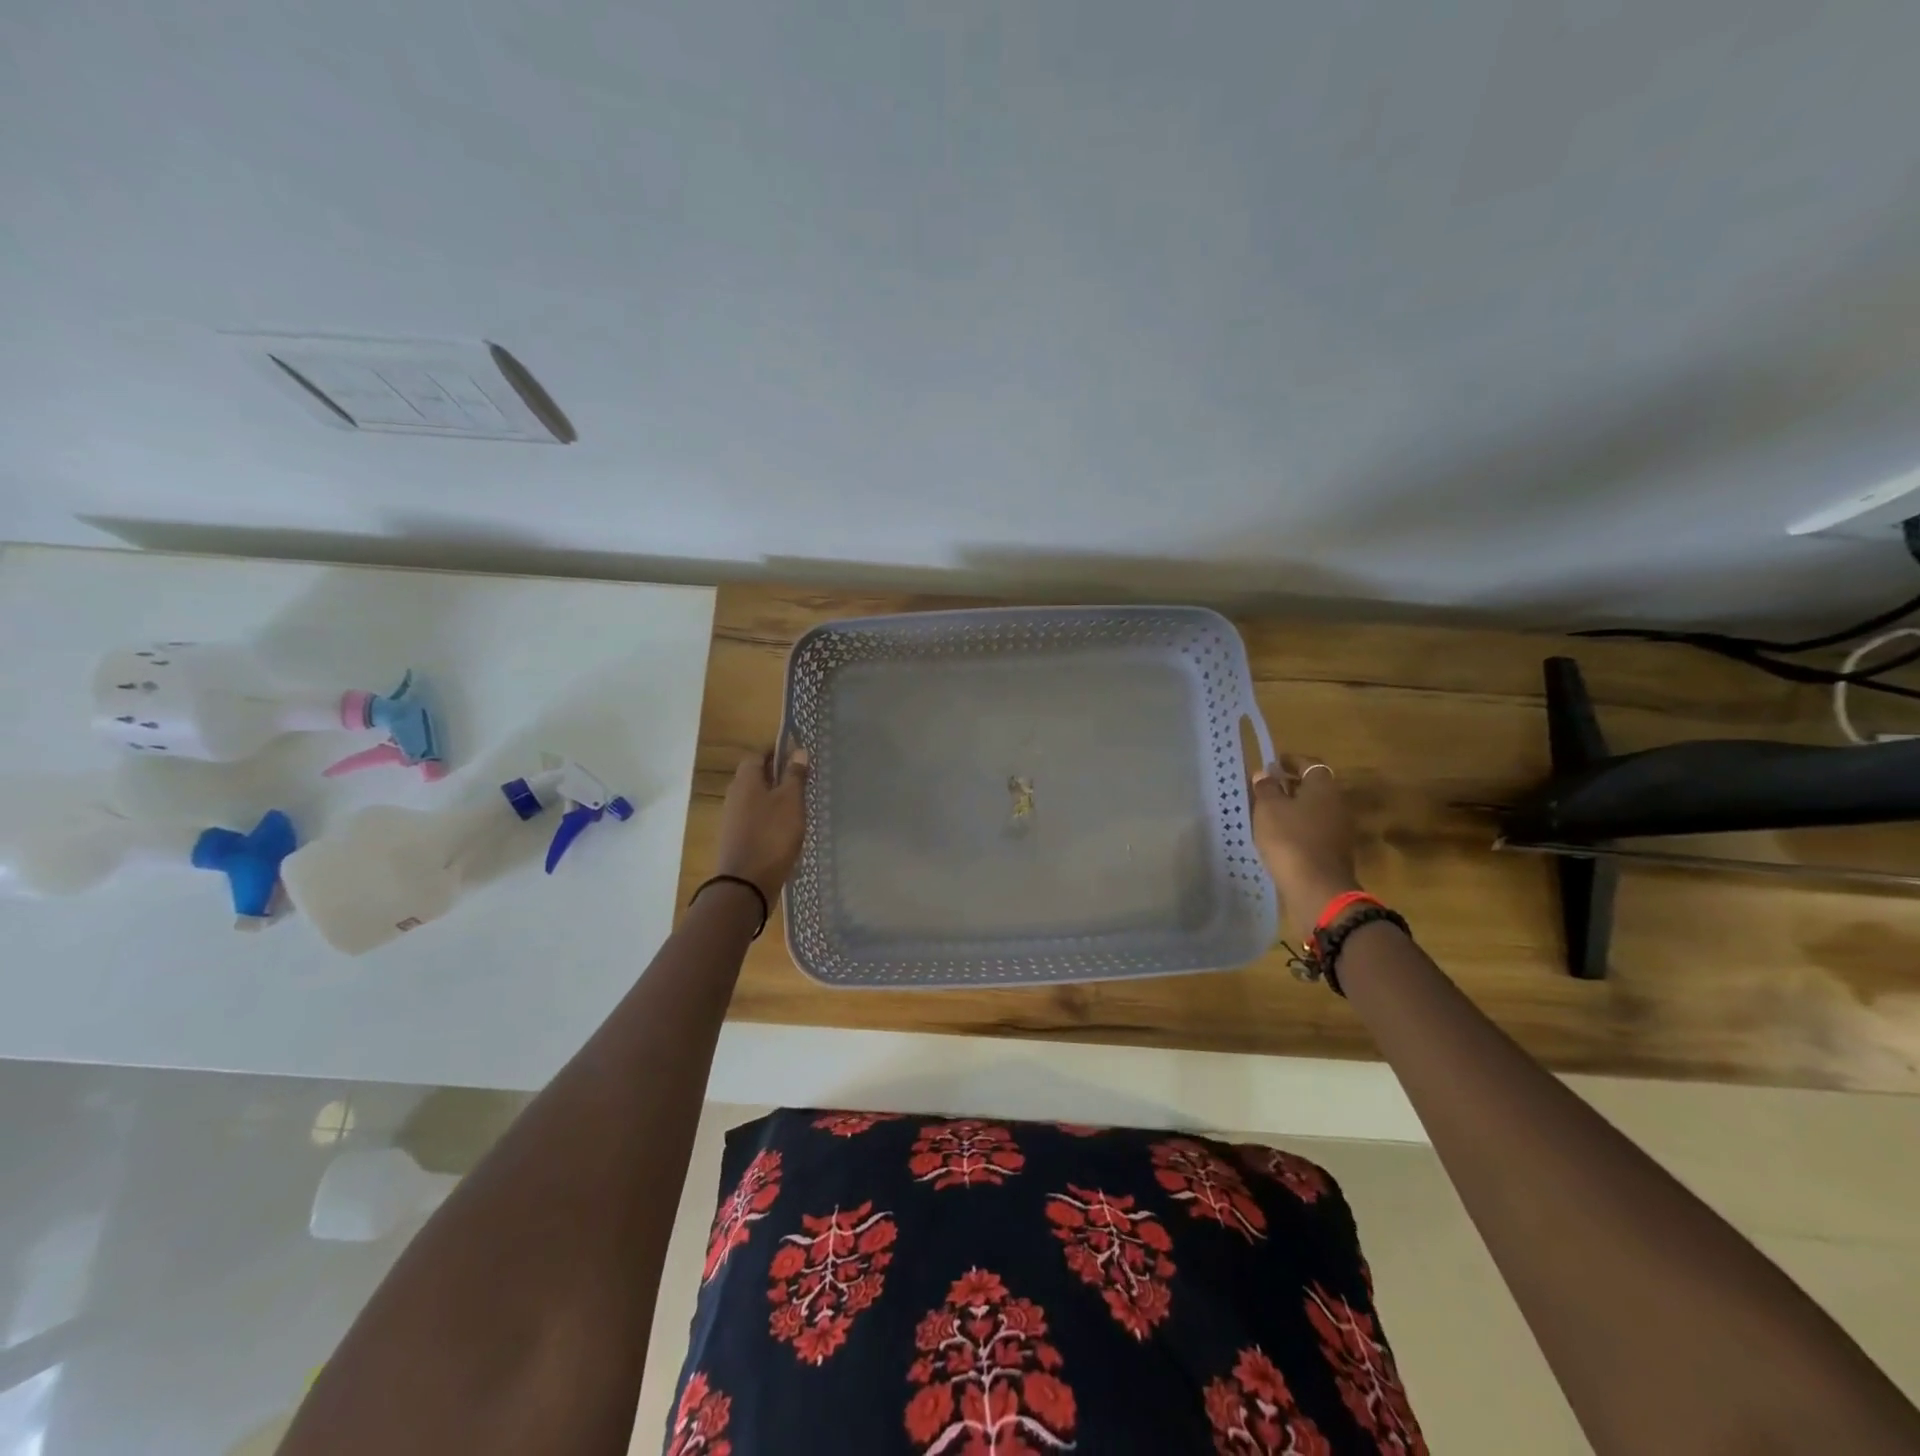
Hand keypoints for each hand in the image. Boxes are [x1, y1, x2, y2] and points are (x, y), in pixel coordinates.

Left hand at [714, 746, 809, 901]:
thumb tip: (798, 750)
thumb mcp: (790, 801)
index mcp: (746, 780)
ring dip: (774, 797)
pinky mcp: (737, 838)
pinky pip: (755, 818)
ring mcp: (733, 818)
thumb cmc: (772, 835)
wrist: (746, 883)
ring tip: (799, 803)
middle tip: (802, 778)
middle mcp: (735, 794)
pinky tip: (786, 827)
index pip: (758, 754)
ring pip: (755, 798)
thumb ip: (794, 775)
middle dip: (776, 774)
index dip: (777, 752)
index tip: (798, 755)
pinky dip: (770, 816)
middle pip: (755, 776)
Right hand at [1251, 753, 1360, 920]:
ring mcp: (1339, 829)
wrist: (1317, 888)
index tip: (1274, 763)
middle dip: (1291, 784)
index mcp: (1323, 787)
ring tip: (1268, 812)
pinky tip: (1280, 836)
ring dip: (1294, 807)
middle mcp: (1336, 804)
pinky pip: (1314, 829)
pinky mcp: (1335, 851)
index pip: (1309, 764)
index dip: (1291, 761)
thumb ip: (1266, 788)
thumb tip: (1265, 774)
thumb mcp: (1269, 809)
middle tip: (1267, 787)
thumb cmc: (1290, 839)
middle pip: (1314, 787)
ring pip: (1314, 809)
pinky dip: (1299, 826)